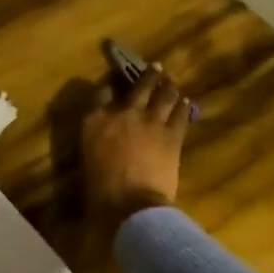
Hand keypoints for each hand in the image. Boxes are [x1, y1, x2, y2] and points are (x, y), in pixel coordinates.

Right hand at [82, 64, 190, 227]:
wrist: (131, 204)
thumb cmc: (101, 190)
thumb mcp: (88, 159)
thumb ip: (96, 138)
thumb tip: (108, 134)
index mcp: (95, 120)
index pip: (101, 93)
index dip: (109, 86)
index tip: (114, 84)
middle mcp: (123, 112)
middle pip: (138, 86)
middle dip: (148, 75)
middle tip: (156, 68)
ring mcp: (150, 120)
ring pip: (164, 95)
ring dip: (168, 87)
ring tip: (171, 83)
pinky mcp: (172, 133)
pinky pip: (180, 114)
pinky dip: (182, 107)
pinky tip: (185, 103)